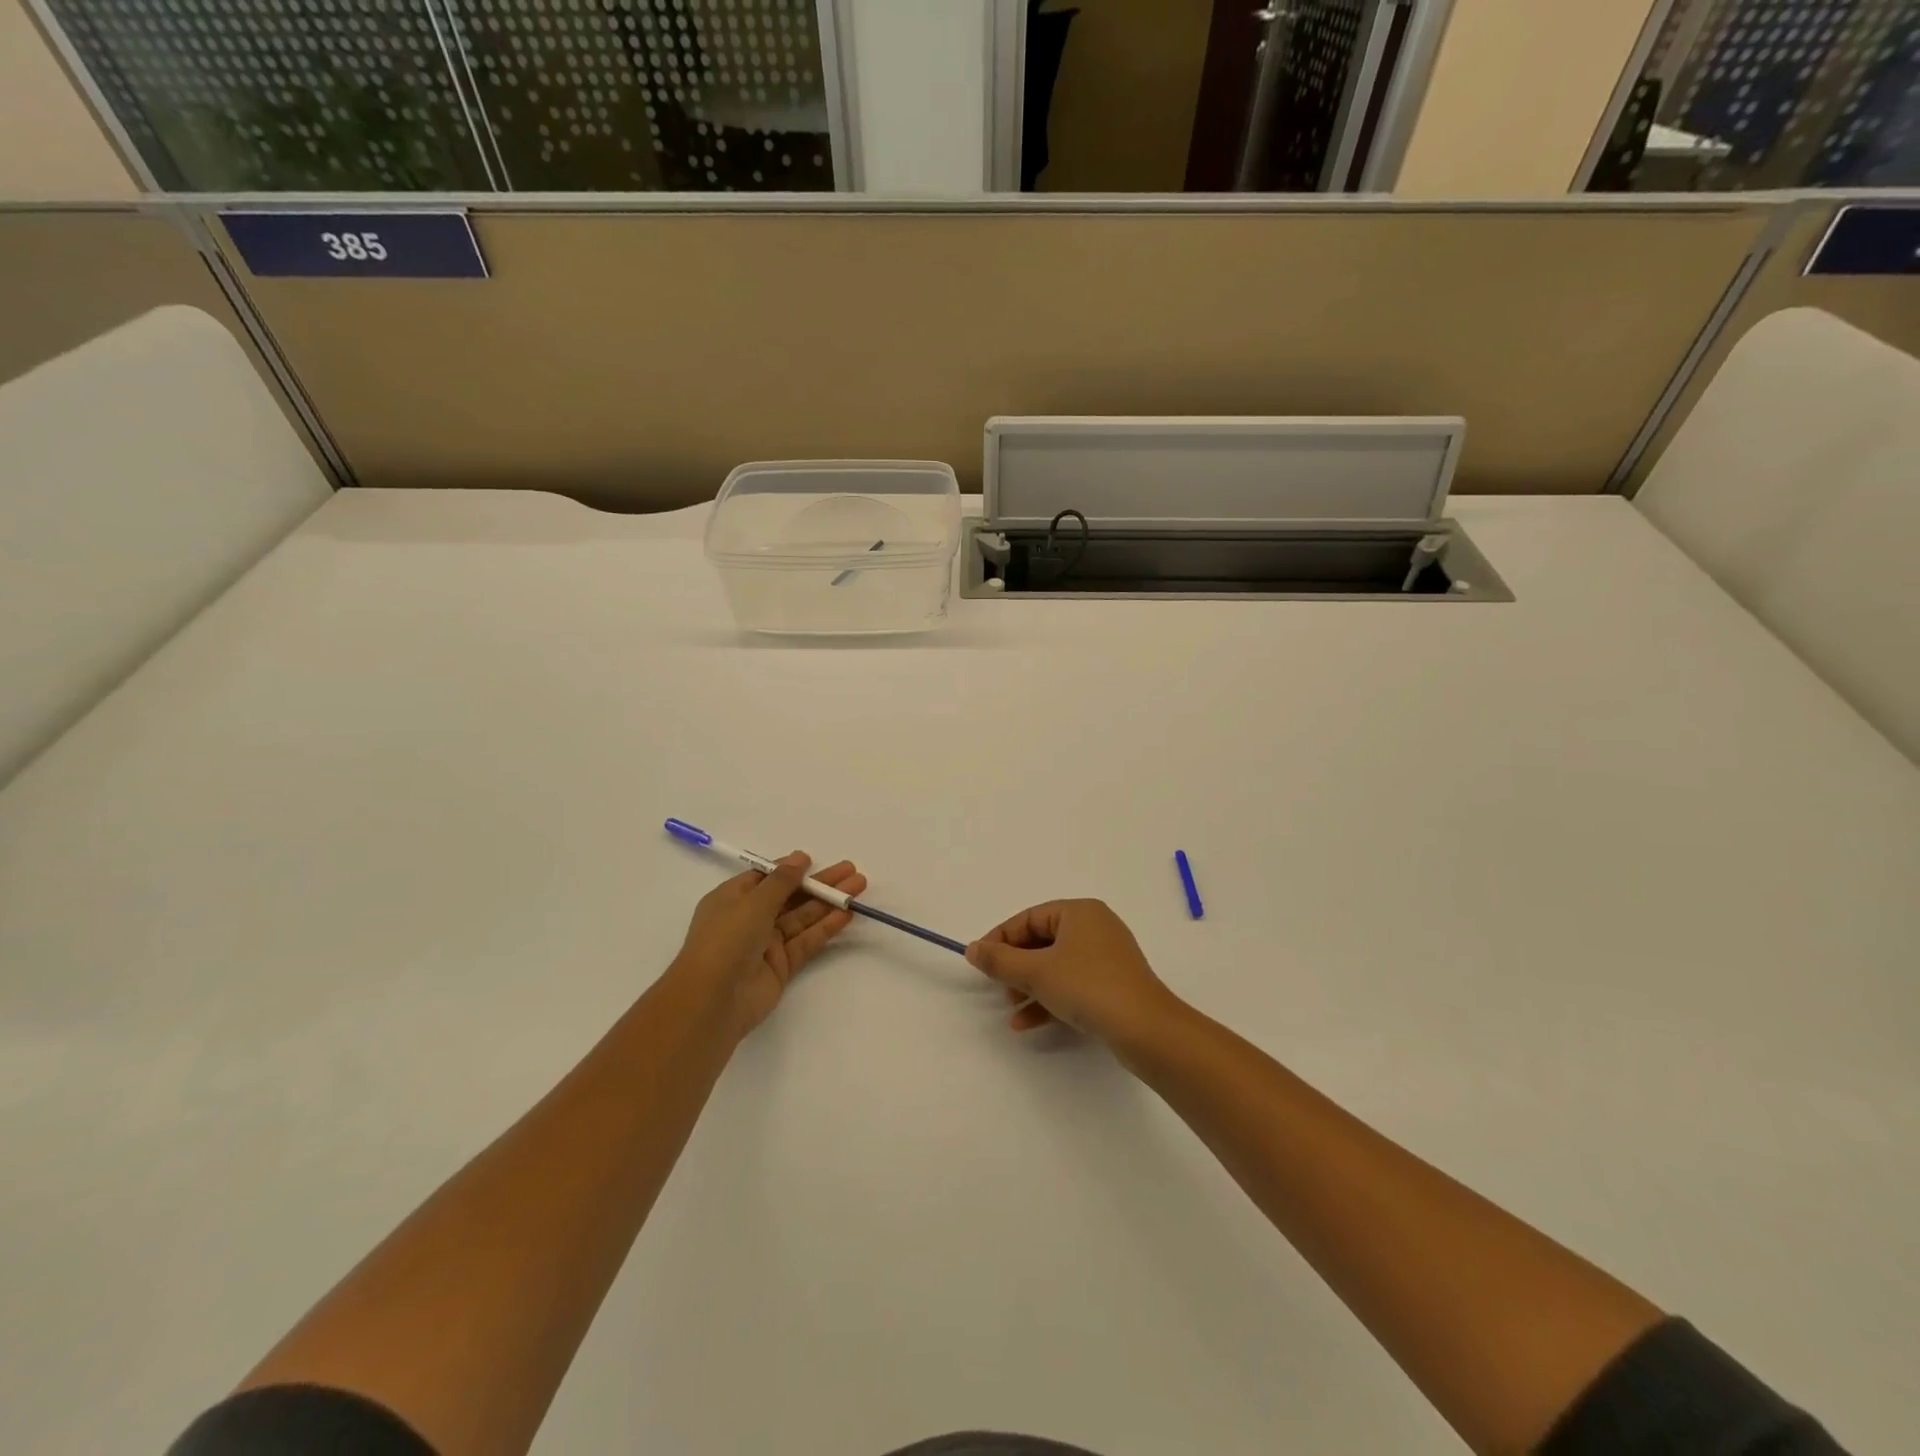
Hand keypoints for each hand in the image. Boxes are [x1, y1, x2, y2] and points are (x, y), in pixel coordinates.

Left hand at [672, 853, 866, 1036]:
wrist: (713, 1000)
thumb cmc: (726, 939)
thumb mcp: (753, 902)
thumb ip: (782, 881)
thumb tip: (800, 857)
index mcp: (732, 899)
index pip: (765, 878)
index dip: (790, 869)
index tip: (815, 861)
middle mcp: (749, 919)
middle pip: (790, 896)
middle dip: (819, 883)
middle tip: (851, 870)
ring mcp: (765, 944)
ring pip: (802, 917)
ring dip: (829, 902)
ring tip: (859, 887)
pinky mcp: (781, 966)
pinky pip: (806, 941)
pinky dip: (825, 928)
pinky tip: (846, 915)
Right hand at [966, 899, 1179, 1048]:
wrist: (1146, 1029)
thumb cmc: (1088, 987)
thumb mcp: (1036, 972)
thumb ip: (1000, 960)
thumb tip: (971, 949)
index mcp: (1079, 911)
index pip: (1028, 918)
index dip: (1000, 939)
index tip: (980, 963)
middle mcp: (1094, 927)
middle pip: (1041, 941)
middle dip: (1015, 967)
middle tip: (996, 988)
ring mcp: (1106, 957)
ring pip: (1055, 966)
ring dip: (1029, 986)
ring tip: (1009, 1009)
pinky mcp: (1112, 985)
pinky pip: (1071, 985)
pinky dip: (1049, 999)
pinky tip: (1026, 1023)